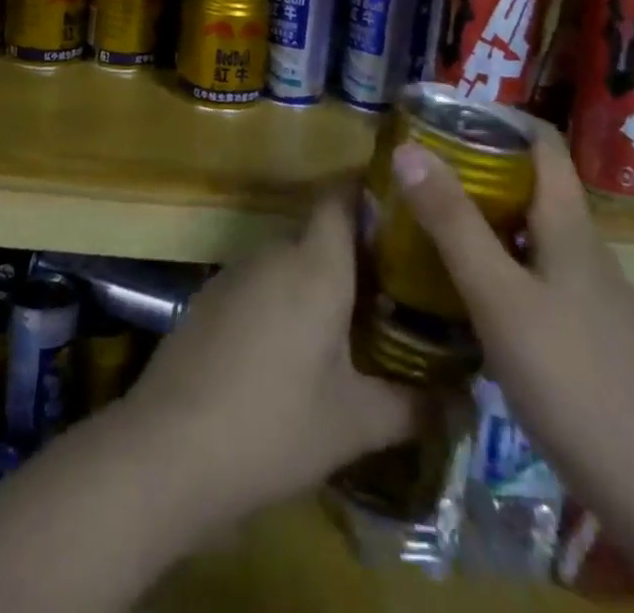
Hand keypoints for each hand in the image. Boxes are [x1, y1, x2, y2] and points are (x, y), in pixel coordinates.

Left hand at [122, 190, 419, 529]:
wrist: (169, 447)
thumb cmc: (275, 424)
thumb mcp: (354, 423)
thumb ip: (414, 406)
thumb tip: (464, 401)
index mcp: (314, 264)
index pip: (341, 195)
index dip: (368, 187)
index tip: (403, 202)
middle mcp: (273, 253)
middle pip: (319, 232)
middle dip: (357, 252)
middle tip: (399, 284)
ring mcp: (235, 273)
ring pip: (289, 261)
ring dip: (319, 280)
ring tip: (358, 320)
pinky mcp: (210, 298)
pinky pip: (261, 284)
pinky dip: (286, 300)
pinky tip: (298, 346)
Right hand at [389, 120, 633, 498]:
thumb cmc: (573, 379)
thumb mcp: (498, 295)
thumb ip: (452, 223)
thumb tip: (407, 149)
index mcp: (570, 226)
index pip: (542, 142)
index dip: (497, 117)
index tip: (443, 116)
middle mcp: (583, 249)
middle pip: (531, 183)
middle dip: (475, 166)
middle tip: (417, 168)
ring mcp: (588, 294)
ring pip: (529, 230)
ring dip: (481, 214)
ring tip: (426, 218)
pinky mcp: (584, 333)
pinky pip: (532, 271)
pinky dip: (494, 259)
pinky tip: (462, 285)